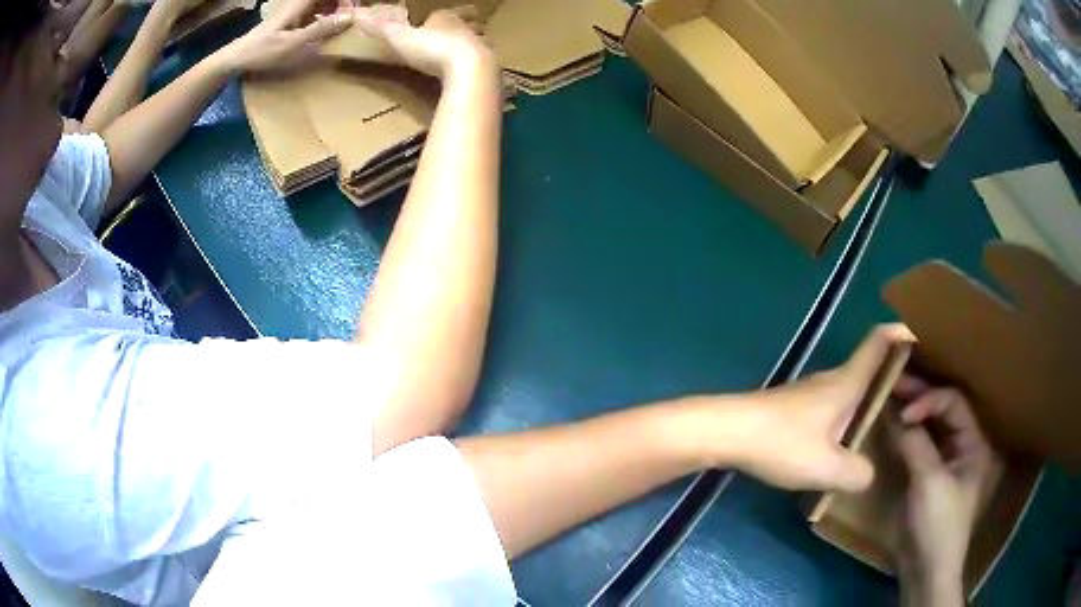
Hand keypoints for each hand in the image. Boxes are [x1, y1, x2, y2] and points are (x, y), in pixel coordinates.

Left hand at [219, 0, 350, 72]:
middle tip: (352, 14)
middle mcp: (297, 4)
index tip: (355, 7)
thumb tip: (350, 17)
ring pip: (319, 3)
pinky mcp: (289, 20)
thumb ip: (321, 29)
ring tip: (343, 21)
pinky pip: (312, 11)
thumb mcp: (293, 43)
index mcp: (299, 4)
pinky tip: (326, 27)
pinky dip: (323, 15)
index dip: (343, 0)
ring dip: (333, 8)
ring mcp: (293, 11)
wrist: (235, 58)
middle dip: (340, 4)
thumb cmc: (262, 51)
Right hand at [351, 4, 492, 78]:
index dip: (441, 16)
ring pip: (479, 42)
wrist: (469, 68)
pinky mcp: (489, 68)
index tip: (436, 19)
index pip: (444, 13)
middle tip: (460, 32)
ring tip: (467, 55)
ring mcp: (481, 48)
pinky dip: (479, 68)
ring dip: (474, 46)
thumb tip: (357, 14)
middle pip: (467, 24)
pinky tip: (473, 77)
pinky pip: (484, 66)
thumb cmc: (432, 49)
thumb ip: (380, 28)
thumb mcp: (400, 38)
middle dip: (463, 27)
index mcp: (446, 19)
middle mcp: (467, 29)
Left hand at [707, 324, 914, 492]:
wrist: (726, 432)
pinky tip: (855, 438)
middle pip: (874, 363)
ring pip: (856, 385)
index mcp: (848, 381)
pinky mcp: (800, 409)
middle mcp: (834, 379)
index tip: (928, 340)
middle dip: (900, 372)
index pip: (881, 340)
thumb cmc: (780, 442)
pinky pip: (840, 403)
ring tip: (897, 419)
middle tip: (923, 394)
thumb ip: (857, 472)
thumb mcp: (826, 467)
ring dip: (877, 395)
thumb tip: (870, 474)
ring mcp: (815, 393)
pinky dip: (856, 411)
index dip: (905, 333)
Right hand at [888, 381, 1000, 601]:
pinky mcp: (926, 477)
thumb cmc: (937, 524)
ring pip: (928, 427)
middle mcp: (960, 445)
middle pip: (941, 410)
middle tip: (891, 384)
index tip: (903, 413)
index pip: (953, 403)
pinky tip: (888, 428)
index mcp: (972, 442)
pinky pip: (917, 447)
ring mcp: (943, 462)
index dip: (929, 400)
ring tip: (887, 398)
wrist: (925, 570)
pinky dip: (904, 436)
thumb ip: (915, 444)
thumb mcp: (929, 482)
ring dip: (909, 414)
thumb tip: (894, 413)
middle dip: (918, 397)